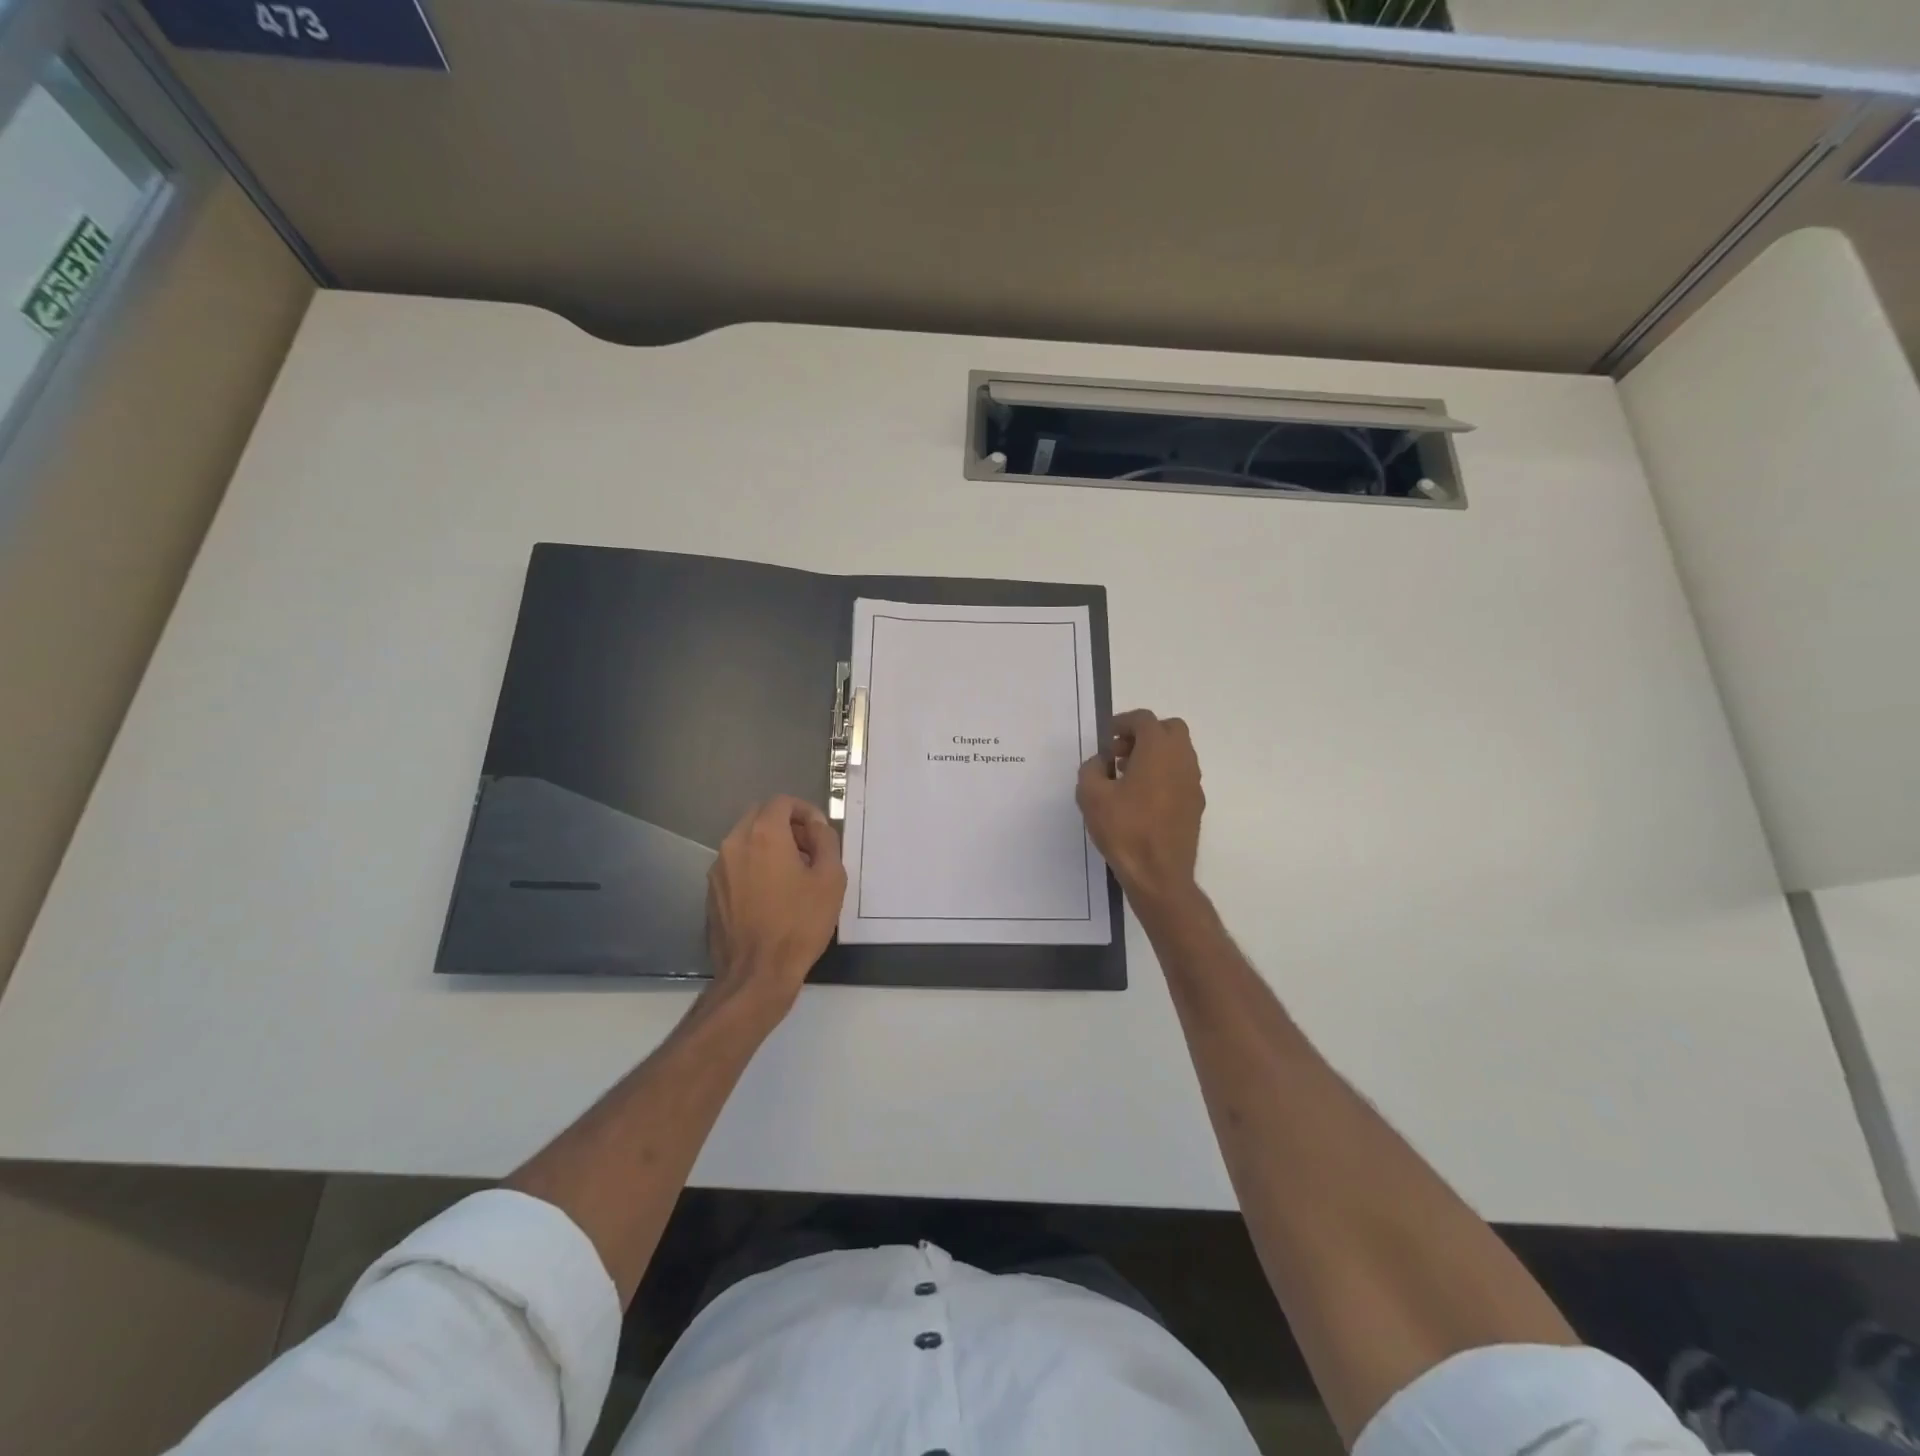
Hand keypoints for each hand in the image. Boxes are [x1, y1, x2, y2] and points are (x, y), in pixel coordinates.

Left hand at [704, 796, 846, 1020]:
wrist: (757, 974)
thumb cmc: (800, 924)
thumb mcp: (831, 879)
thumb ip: (826, 840)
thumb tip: (816, 827)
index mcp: (764, 835)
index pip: (782, 802)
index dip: (805, 810)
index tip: (820, 832)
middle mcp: (735, 843)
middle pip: (760, 816)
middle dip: (786, 824)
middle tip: (809, 849)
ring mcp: (718, 868)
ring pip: (746, 840)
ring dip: (769, 845)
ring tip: (793, 873)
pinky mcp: (712, 892)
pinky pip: (736, 864)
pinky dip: (754, 865)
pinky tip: (772, 894)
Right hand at [1077, 709, 1204, 906]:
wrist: (1159, 875)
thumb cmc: (1124, 830)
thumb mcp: (1091, 795)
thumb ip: (1092, 769)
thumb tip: (1101, 763)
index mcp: (1158, 750)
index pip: (1144, 720)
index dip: (1122, 723)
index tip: (1106, 738)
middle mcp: (1182, 760)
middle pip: (1169, 730)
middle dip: (1144, 734)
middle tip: (1119, 753)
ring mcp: (1193, 783)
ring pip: (1178, 753)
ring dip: (1154, 755)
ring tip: (1126, 777)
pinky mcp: (1195, 805)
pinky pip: (1180, 775)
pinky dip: (1163, 774)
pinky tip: (1141, 799)